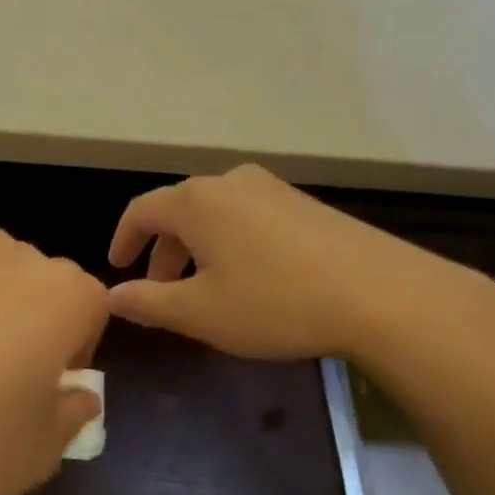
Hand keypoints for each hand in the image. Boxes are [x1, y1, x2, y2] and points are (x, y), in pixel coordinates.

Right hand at [107, 165, 494, 363]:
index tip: (118, 268)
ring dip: (198, 250)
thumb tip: (113, 296)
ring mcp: (272, 188)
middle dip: (163, 252)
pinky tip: (250, 280)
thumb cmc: (276, 301)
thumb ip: (149, 303)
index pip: (141, 211)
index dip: (123, 240)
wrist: (382, 293)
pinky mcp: (304, 203)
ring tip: (204, 290)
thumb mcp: (200, 312)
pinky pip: (248, 218)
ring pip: (215, 215)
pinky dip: (231, 244)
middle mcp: (230, 182)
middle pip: (179, 212)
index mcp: (196, 201)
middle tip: (160, 292)